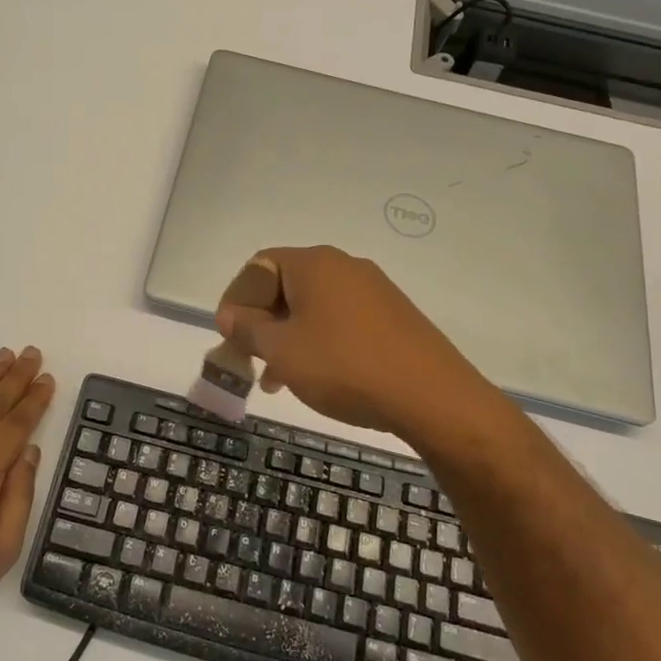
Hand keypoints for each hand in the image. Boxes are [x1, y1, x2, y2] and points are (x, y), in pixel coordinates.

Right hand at [217, 246, 491, 440]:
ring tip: (278, 379)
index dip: (236, 299)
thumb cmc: (344, 367)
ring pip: (314, 307)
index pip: (258, 266)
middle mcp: (345, 266)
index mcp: (315, 264)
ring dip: (288, 337)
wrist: (432, 397)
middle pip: (287, 285)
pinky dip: (319, 342)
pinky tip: (317, 377)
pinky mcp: (393, 316)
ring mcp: (374, 290)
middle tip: (251, 359)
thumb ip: (248, 329)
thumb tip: (229, 316)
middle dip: (262, 322)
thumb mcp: (282, 350)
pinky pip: (341, 320)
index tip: (228, 335)